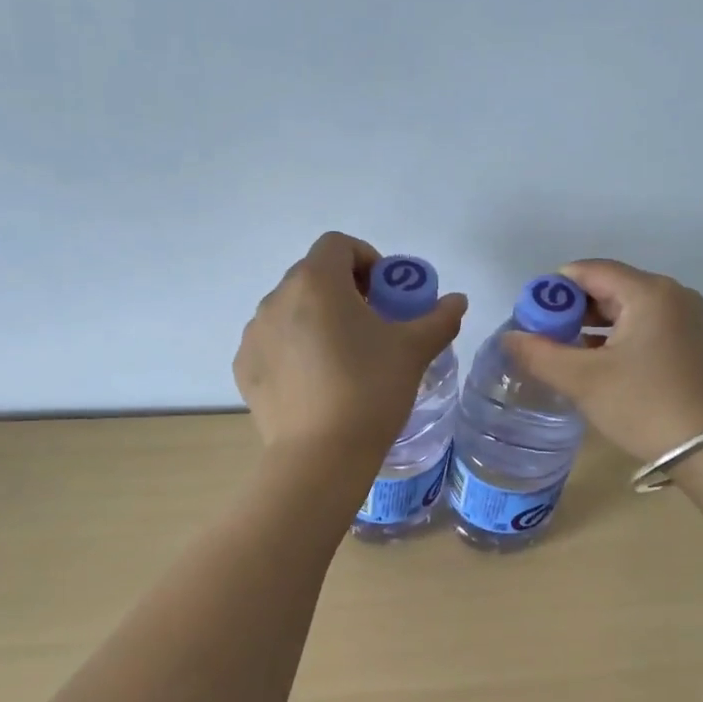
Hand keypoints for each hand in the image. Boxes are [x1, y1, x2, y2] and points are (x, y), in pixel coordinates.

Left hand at [234, 231, 467, 459]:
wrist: (321, 456)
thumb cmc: (370, 390)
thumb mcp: (413, 351)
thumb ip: (439, 318)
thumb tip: (458, 301)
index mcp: (316, 282)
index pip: (338, 245)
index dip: (366, 259)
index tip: (384, 294)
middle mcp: (276, 298)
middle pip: (312, 276)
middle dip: (343, 291)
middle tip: (370, 326)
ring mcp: (254, 334)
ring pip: (290, 310)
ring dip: (316, 319)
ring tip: (342, 358)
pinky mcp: (245, 367)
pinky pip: (273, 343)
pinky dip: (294, 349)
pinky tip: (315, 383)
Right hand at [500, 259, 702, 463]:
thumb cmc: (644, 406)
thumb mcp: (583, 380)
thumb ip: (539, 354)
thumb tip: (509, 337)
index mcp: (648, 292)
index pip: (589, 270)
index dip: (553, 289)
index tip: (529, 317)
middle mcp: (672, 295)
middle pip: (609, 286)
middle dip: (571, 309)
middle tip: (542, 338)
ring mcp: (686, 319)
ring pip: (626, 308)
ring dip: (592, 326)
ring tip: (563, 353)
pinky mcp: (691, 343)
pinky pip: (644, 326)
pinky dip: (616, 337)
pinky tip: (597, 363)